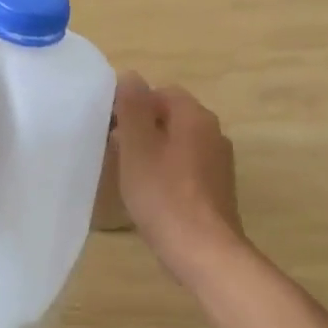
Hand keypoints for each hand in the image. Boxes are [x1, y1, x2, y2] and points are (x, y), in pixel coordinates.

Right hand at [112, 72, 245, 283]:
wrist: (203, 250)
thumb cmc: (163, 195)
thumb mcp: (137, 146)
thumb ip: (132, 108)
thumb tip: (131, 76)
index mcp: (195, 117)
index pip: (161, 93)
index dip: (132, 105)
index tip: (109, 127)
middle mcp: (213, 133)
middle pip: (170, 117)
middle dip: (141, 128)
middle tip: (113, 150)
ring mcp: (218, 163)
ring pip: (178, 144)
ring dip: (152, 151)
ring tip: (127, 173)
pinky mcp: (217, 189)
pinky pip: (186, 168)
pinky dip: (166, 172)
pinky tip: (150, 194)